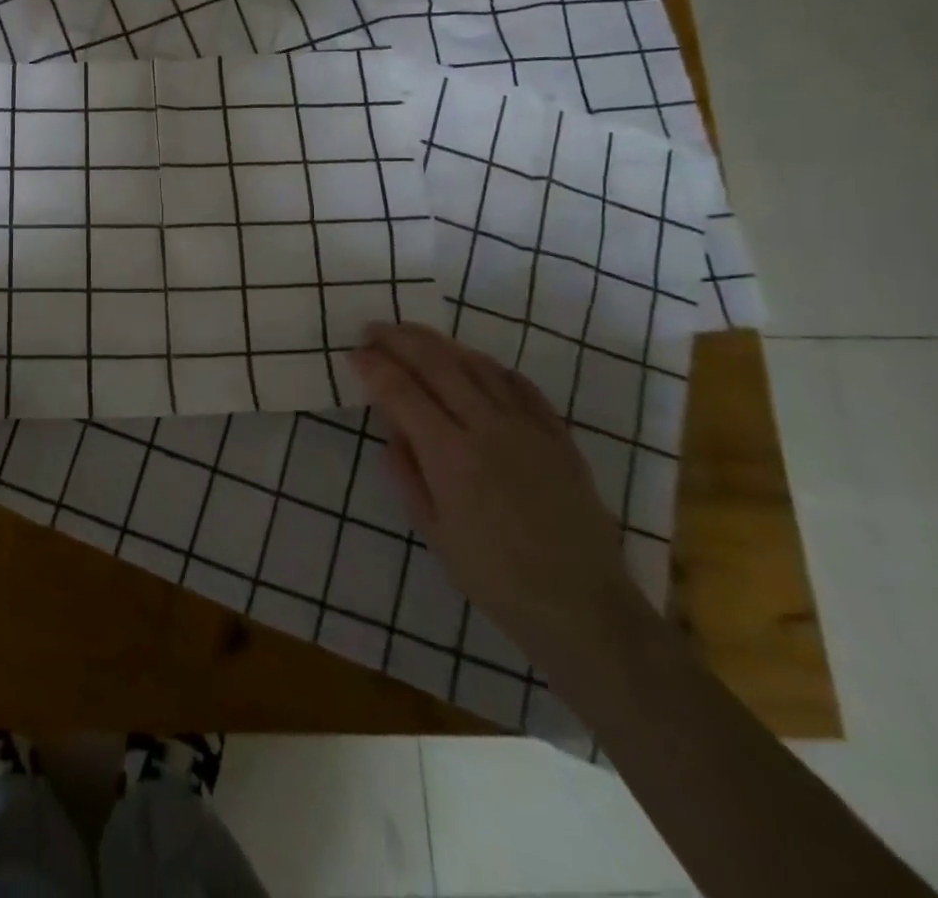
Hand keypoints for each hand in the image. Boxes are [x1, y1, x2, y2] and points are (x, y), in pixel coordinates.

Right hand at [348, 322, 651, 675]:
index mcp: (451, 457)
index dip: (374, 367)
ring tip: (415, 336)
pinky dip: (491, 366)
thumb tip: (392, 429)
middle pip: (438, 364)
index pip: (402, 393)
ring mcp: (529, 429)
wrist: (583, 609)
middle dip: (400, 340)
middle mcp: (488, 429)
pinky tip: (475, 362)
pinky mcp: (559, 437)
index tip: (354, 353)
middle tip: (374, 329)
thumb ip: (407, 473)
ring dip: (441, 344)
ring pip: (479, 366)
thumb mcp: (434, 532)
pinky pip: (521, 386)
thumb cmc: (495, 578)